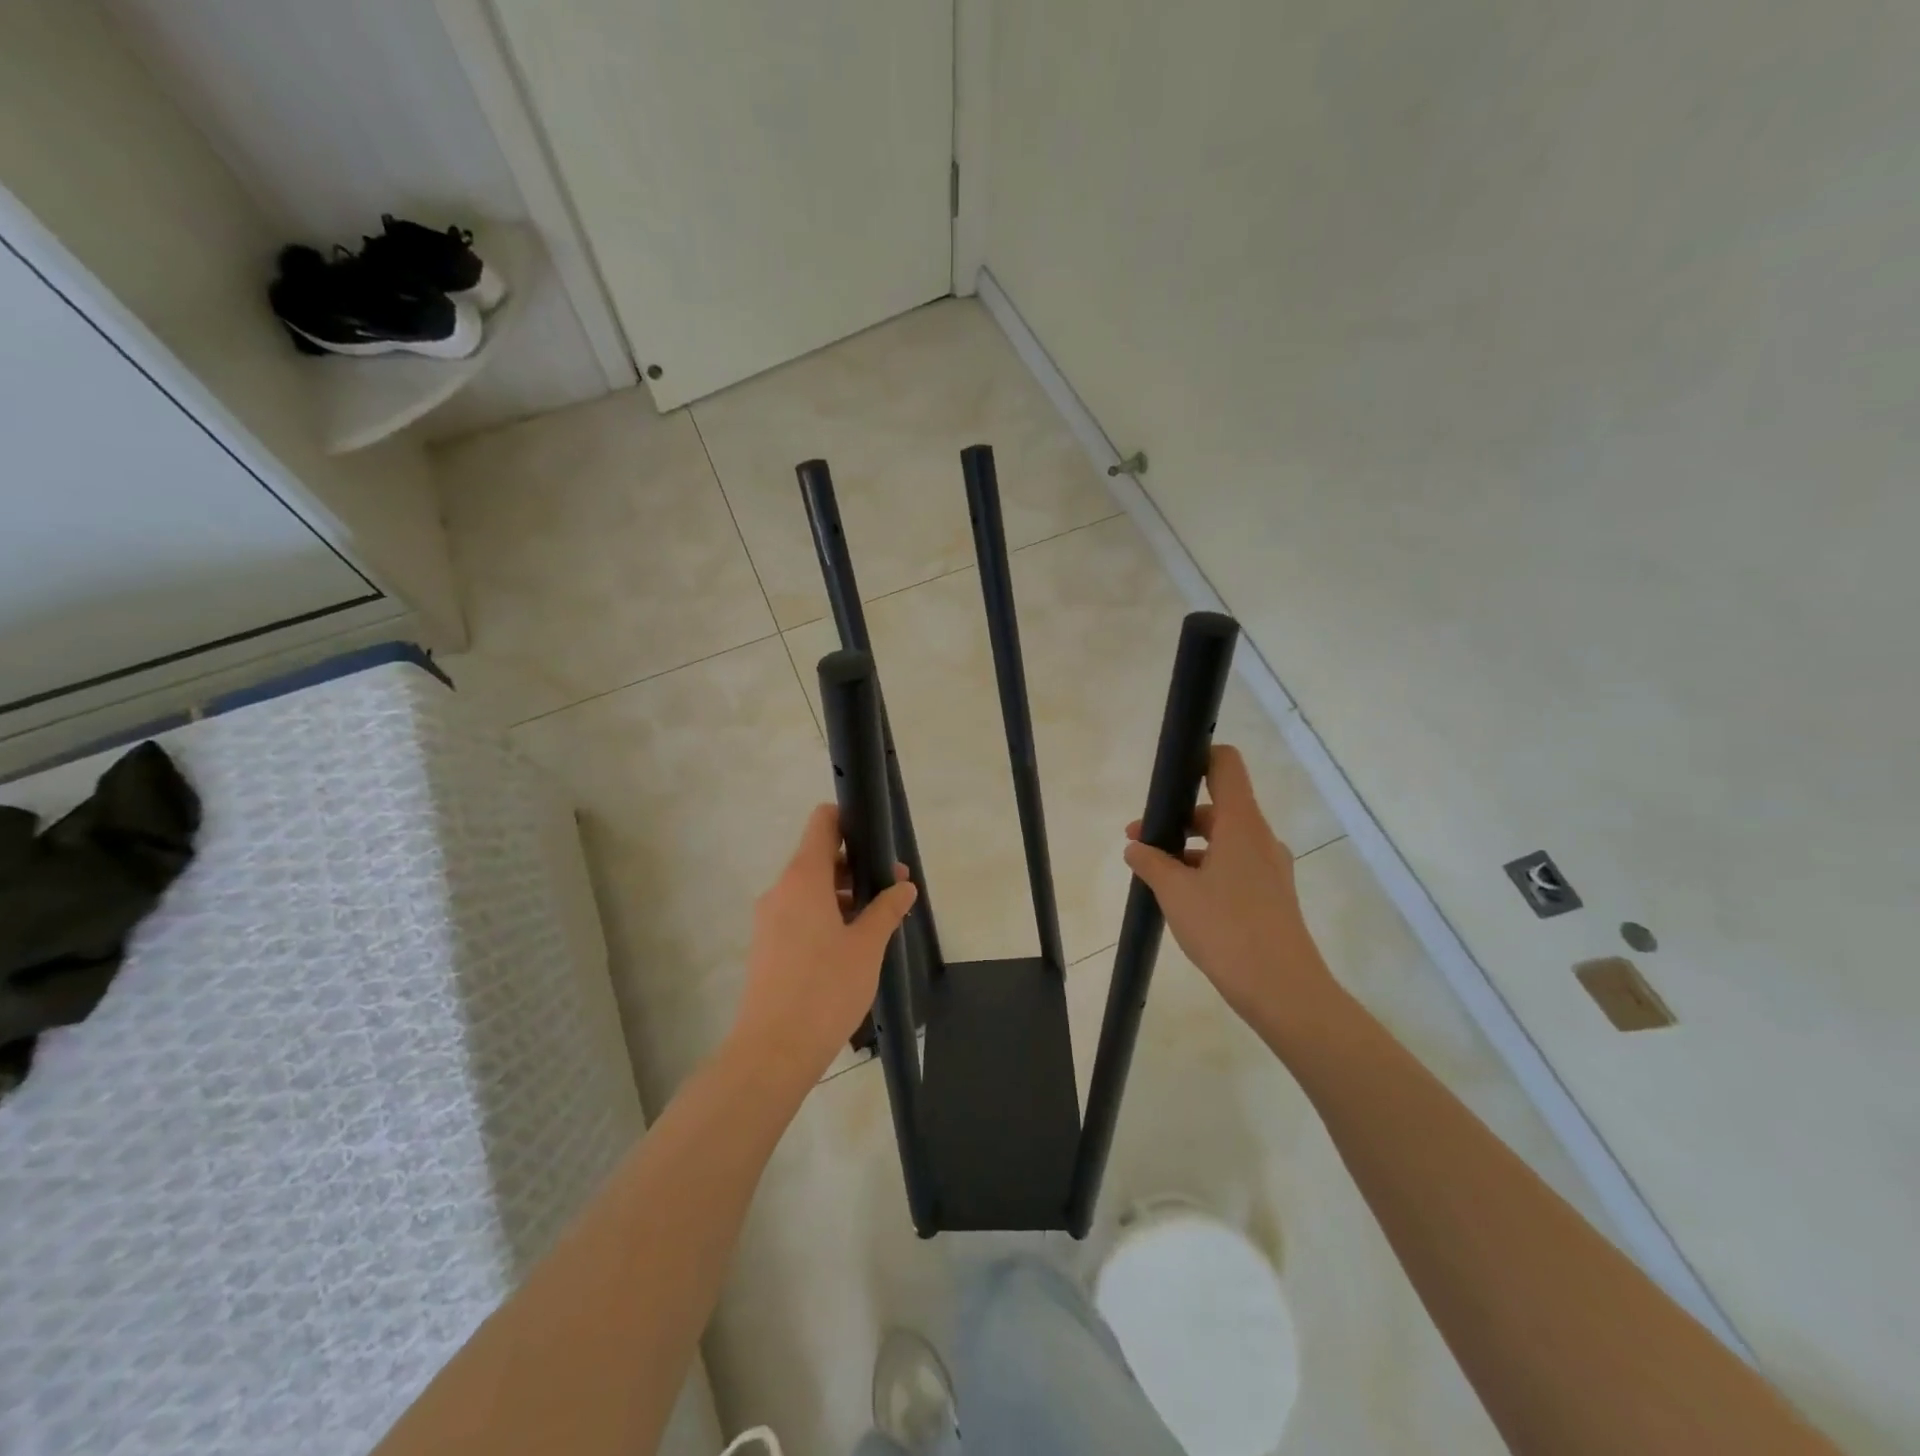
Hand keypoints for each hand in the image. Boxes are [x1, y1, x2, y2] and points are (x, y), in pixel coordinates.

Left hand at [730, 804, 917, 1088]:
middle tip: (894, 887)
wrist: (773, 1050)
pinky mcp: (767, 945)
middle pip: (819, 858)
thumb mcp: (867, 946)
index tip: (877, 836)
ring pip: (811, 890)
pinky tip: (853, 944)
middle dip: (857, 866)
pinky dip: (826, 916)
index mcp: (803, 879)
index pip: (822, 823)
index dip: (849, 819)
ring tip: (880, 919)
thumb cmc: (825, 988)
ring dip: (844, 894)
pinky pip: (800, 914)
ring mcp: (770, 919)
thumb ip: (887, 909)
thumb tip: (904, 886)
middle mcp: (781, 890)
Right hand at [1123, 745, 1336, 1028]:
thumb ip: (1151, 862)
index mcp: (1241, 824)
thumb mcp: (1175, 892)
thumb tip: (1135, 846)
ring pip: (1224, 840)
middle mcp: (1260, 838)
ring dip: (1189, 848)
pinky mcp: (1271, 895)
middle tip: (1140, 839)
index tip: (1168, 772)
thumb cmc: (1226, 928)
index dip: (1198, 757)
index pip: (1225, 766)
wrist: (1282, 989)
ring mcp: (1270, 868)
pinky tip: (1182, 898)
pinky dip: (1206, 870)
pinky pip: (1234, 866)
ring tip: (1154, 874)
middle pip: (1218, 807)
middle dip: (1176, 818)